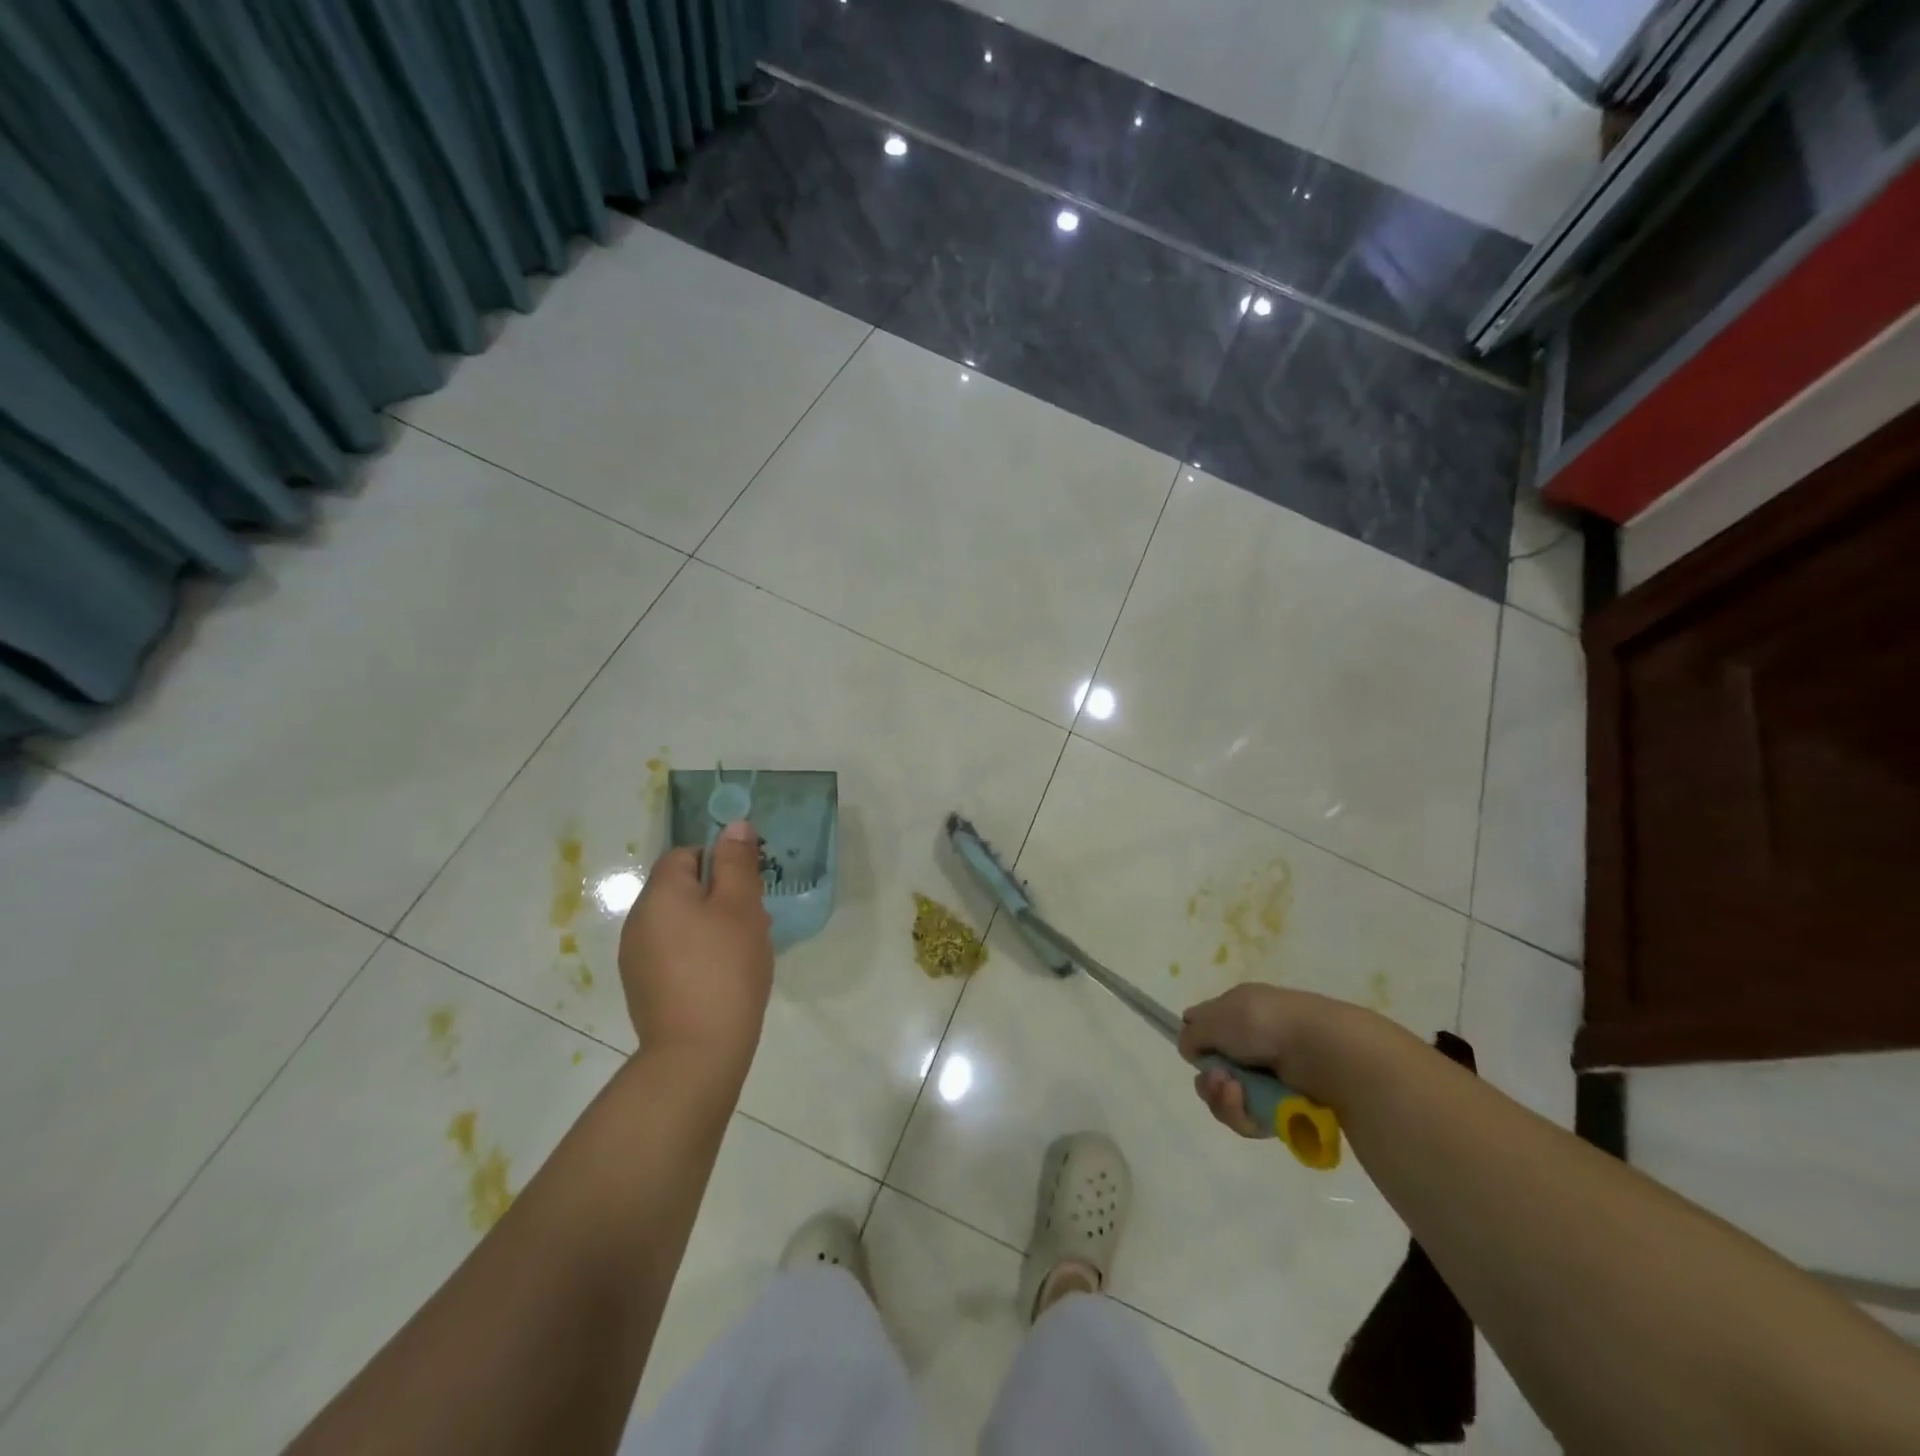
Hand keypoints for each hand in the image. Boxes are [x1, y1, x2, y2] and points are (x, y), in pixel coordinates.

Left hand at [618, 821, 772, 1081]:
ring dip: (710, 924)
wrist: (697, 1053)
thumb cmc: (725, 969)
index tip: (748, 886)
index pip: (686, 854)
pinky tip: (722, 976)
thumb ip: (737, 862)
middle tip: (753, 920)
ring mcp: (636, 957)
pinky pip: (673, 951)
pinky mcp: (642, 986)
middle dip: (719, 895)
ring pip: (679, 921)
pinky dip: (697, 952)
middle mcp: (638, 920)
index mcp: (660, 894)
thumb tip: (734, 825)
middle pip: (681, 888)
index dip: (719, 862)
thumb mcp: (741, 907)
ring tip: (743, 950)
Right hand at [1177, 984, 1373, 1137]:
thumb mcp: (1218, 1016)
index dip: (1197, 1042)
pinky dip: (1244, 1115)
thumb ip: (1194, 1032)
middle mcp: (1253, 1043)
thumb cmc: (1267, 1024)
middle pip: (1214, 1071)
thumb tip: (1189, 1047)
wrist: (1325, 1054)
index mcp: (1241, 1011)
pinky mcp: (1283, 1110)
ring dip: (1223, 1100)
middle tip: (1218, 1081)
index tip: (1195, 1053)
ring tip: (1235, 1093)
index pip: (1207, 1028)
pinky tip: (1249, 1107)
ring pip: (1229, 1099)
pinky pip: (1250, 1120)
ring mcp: (1269, 1078)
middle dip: (1209, 1080)